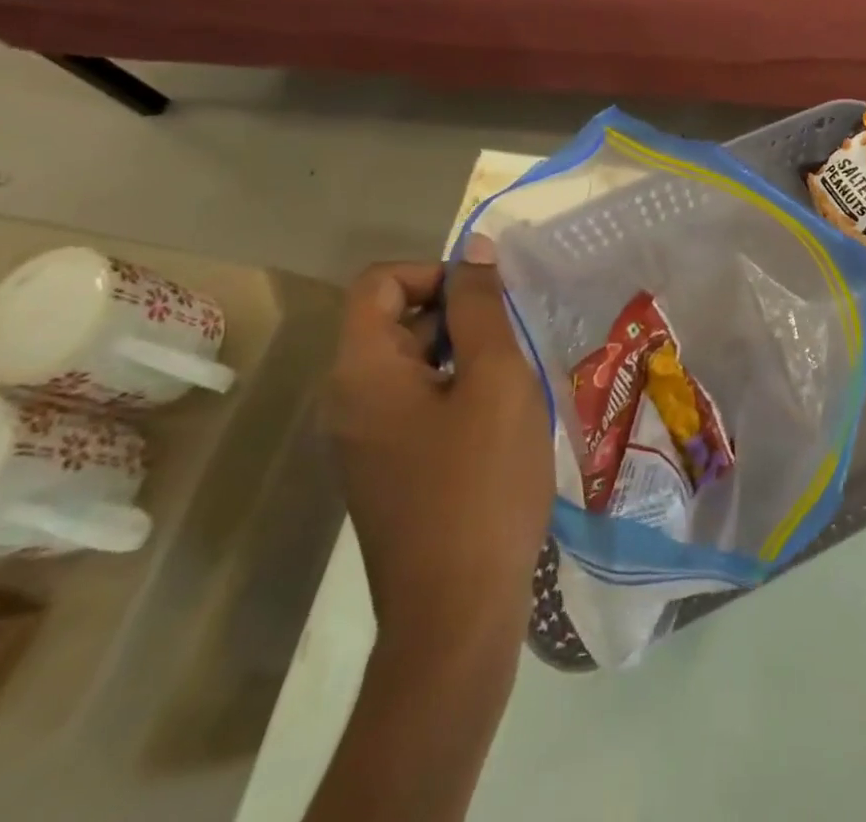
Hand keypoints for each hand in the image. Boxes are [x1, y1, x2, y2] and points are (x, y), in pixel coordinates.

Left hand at [323, 261, 552, 632]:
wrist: (457, 614)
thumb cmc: (481, 483)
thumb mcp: (496, 379)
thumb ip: (482, 308)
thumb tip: (474, 251)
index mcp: (362, 372)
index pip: (381, 282)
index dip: (436, 272)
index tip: (490, 298)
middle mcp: (348, 400)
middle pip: (395, 319)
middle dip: (458, 312)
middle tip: (515, 336)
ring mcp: (366, 439)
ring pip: (413, 363)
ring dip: (465, 352)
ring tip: (517, 375)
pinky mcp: (389, 468)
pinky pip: (418, 402)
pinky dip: (458, 389)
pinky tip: (504, 417)